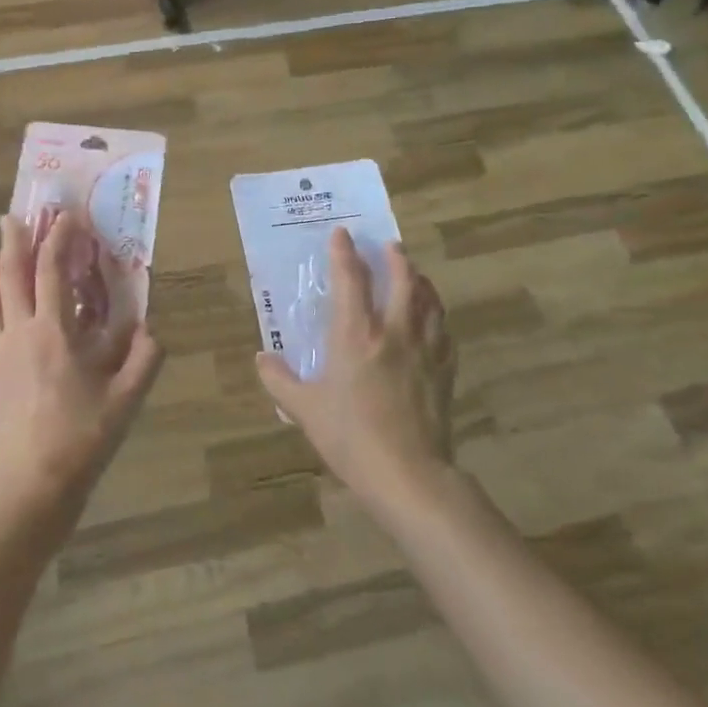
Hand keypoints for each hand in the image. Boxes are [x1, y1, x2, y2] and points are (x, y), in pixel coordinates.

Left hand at [0, 212, 163, 514]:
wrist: (30, 487)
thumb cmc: (82, 439)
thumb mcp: (126, 400)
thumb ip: (145, 358)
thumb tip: (150, 328)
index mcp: (53, 333)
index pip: (52, 272)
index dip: (58, 240)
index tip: (65, 218)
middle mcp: (16, 333)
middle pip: (11, 276)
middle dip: (15, 241)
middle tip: (14, 216)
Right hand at [255, 229, 455, 508]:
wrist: (407, 473)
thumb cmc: (350, 437)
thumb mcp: (304, 410)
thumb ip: (279, 380)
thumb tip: (262, 358)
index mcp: (355, 335)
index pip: (350, 279)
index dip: (344, 252)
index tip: (342, 233)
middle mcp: (393, 331)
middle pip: (403, 280)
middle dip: (396, 257)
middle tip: (391, 245)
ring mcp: (425, 349)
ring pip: (429, 301)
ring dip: (422, 281)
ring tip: (416, 274)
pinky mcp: (445, 370)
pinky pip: (445, 333)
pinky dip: (438, 318)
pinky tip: (435, 322)